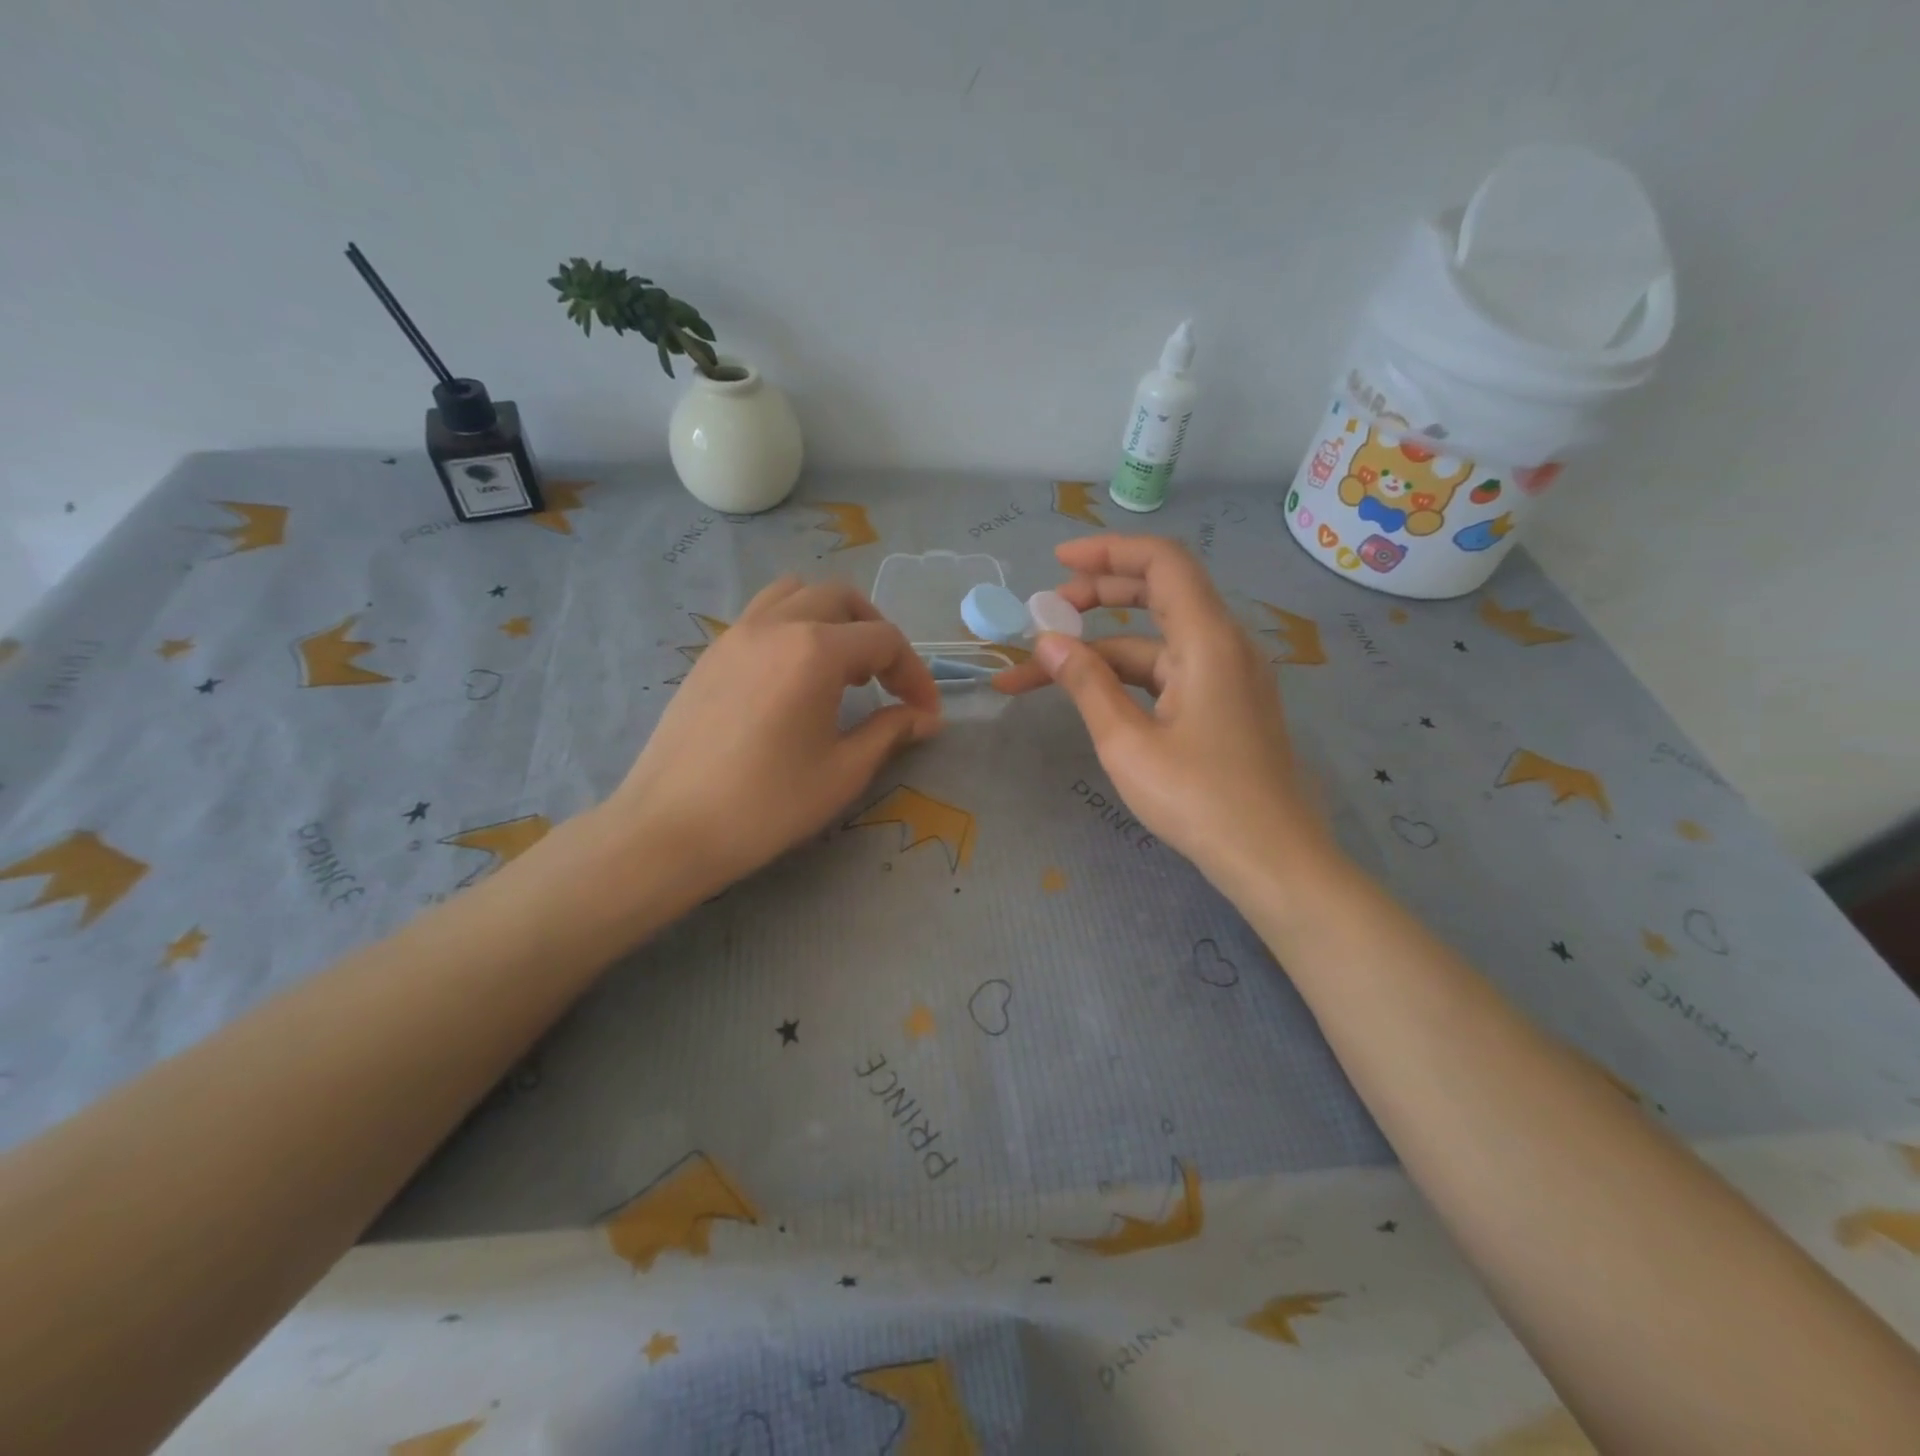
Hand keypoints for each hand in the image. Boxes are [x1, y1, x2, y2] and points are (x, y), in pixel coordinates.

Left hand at [602, 577, 940, 897]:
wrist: (672, 828)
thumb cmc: (767, 804)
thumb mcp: (843, 771)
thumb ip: (890, 731)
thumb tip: (925, 718)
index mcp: (815, 649)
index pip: (885, 640)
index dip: (915, 674)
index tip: (924, 713)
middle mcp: (776, 624)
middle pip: (842, 599)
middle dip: (876, 633)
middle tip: (886, 680)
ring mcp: (737, 634)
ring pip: (796, 593)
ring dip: (831, 619)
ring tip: (840, 668)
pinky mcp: (711, 653)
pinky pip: (763, 615)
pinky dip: (793, 626)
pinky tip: (794, 679)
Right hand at [994, 535, 1329, 886]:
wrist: (1271, 859)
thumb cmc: (1199, 799)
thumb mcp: (1127, 742)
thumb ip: (1086, 684)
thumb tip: (1046, 641)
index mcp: (1208, 639)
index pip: (1161, 563)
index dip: (1108, 552)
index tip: (1057, 562)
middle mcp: (1223, 646)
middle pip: (1158, 596)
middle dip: (1097, 597)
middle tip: (1044, 615)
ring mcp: (1227, 677)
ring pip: (1156, 644)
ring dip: (1101, 652)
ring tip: (1043, 671)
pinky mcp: (1224, 706)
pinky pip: (1169, 674)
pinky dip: (1127, 677)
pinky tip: (1092, 696)